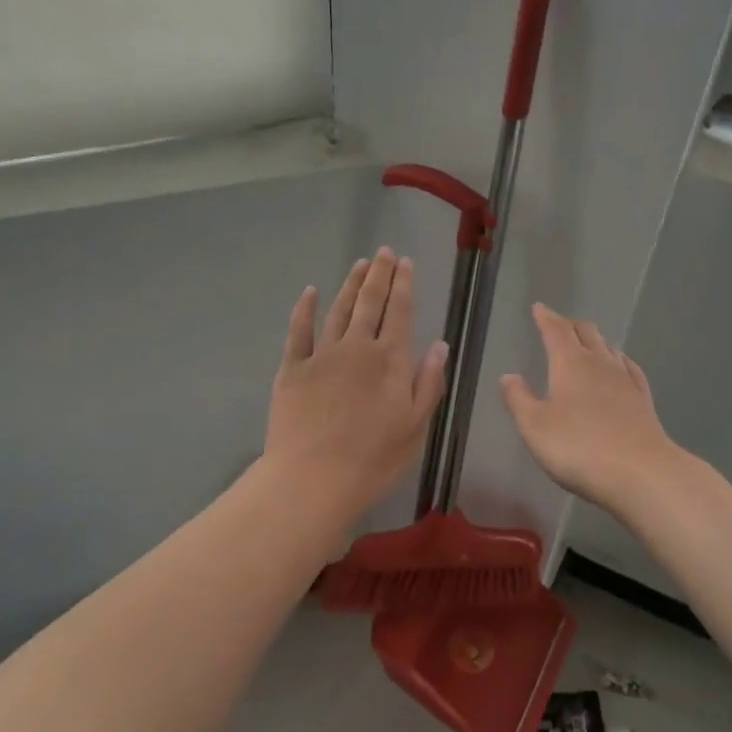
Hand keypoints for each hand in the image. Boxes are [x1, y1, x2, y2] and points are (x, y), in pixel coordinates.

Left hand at [265, 248, 448, 513]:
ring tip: (360, 264)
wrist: (312, 479)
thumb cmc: (373, 460)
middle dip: (380, 274)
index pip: (400, 311)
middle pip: (370, 302)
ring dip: (350, 284)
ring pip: (338, 309)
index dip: (404, 284)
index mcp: (390, 360)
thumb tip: (440, 344)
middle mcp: (357, 347)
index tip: (406, 262)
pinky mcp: (292, 368)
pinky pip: (299, 330)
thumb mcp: (416, 427)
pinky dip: (305, 308)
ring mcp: (321, 355)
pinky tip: (310, 292)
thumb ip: (429, 382)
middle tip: (384, 252)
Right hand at [501, 304, 677, 513]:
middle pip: (586, 333)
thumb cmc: (578, 448)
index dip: (546, 318)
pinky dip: (620, 360)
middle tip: (559, 323)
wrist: (641, 473)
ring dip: (595, 340)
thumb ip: (518, 400)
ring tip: (587, 341)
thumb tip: (508, 376)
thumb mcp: (534, 427)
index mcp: (570, 364)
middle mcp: (600, 363)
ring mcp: (626, 381)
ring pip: (609, 348)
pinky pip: (630, 368)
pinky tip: (621, 365)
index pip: (556, 331)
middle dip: (570, 325)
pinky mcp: (643, 400)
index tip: (539, 308)